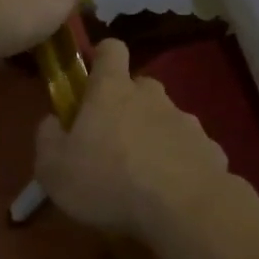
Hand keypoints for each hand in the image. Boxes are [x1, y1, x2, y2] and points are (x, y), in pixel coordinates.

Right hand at [33, 39, 229, 243]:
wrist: (183, 209)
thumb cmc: (109, 182)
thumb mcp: (54, 169)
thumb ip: (48, 139)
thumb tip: (52, 122)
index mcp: (112, 91)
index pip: (111, 49)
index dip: (102, 58)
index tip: (92, 81)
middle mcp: (152, 96)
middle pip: (139, 87)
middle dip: (127, 107)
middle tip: (111, 143)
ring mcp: (186, 121)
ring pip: (165, 119)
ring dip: (154, 138)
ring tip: (143, 177)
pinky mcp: (210, 149)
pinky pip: (188, 150)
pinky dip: (179, 164)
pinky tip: (171, 193)